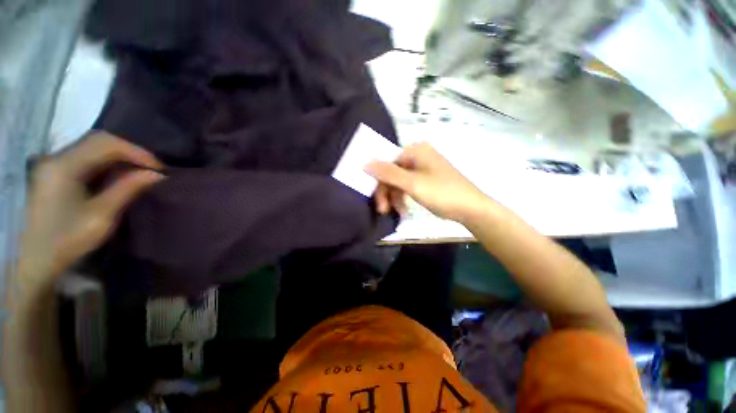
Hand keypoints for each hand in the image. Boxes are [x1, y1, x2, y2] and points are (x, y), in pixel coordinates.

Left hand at [20, 132, 163, 280]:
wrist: (36, 263)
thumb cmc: (64, 246)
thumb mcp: (96, 222)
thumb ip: (123, 193)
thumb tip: (152, 175)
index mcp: (66, 163)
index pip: (105, 142)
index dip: (133, 149)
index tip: (155, 164)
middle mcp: (59, 152)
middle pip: (96, 140)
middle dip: (122, 150)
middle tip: (143, 166)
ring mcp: (53, 159)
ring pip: (87, 147)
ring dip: (109, 155)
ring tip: (126, 170)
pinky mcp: (50, 168)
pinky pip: (78, 157)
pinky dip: (94, 162)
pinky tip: (102, 176)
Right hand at [365, 142, 490, 222]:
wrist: (472, 208)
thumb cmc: (442, 193)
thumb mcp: (413, 184)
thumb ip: (388, 173)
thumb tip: (363, 162)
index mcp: (416, 149)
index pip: (387, 163)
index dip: (380, 183)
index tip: (379, 204)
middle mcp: (420, 154)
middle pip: (393, 172)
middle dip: (388, 192)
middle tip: (385, 211)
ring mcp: (426, 166)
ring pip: (401, 180)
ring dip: (396, 197)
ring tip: (398, 214)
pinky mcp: (431, 178)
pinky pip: (411, 185)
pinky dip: (406, 197)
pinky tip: (405, 211)